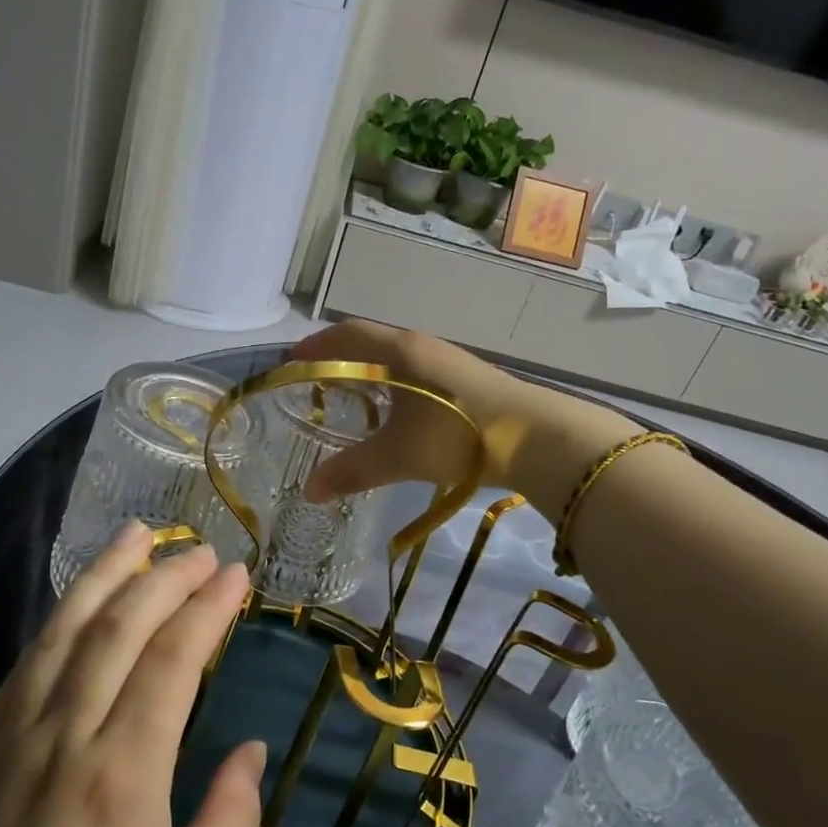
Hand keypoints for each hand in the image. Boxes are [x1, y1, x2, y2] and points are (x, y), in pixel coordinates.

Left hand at [0, 526, 261, 826]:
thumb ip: (231, 816)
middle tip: (200, 549)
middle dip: (164, 576)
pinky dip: (60, 619)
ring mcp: (10, 738)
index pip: (172, 660)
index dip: (207, 607)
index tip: (236, 573)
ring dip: (104, 574)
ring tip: (137, 533)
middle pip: (117, 628)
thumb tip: (250, 746)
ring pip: (62, 631)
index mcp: (122, 777)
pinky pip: (24, 663)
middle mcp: (63, 740)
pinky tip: (82, 601)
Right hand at [293, 321, 631, 503]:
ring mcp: (448, 361)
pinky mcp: (467, 379)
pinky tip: (397, 409)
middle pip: (371, 341)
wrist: (535, 437)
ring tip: (351, 395)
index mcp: (399, 352)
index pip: (347, 334)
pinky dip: (394, 383)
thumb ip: (351, 471)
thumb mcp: (398, 456)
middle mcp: (422, 346)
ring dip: (370, 370)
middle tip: (315, 378)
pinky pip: (416, 371)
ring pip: (396, 357)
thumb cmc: (456, 435)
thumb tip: (310, 492)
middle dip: (339, 356)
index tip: (293, 360)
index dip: (316, 345)